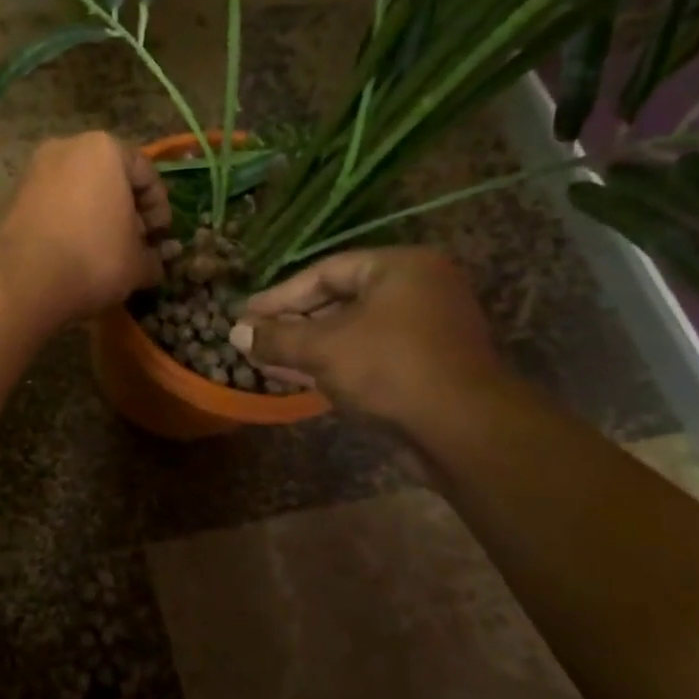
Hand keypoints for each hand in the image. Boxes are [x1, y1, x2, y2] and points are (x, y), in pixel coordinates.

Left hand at [0, 132, 171, 324]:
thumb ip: (152, 257)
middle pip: (109, 177)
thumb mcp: (138, 263)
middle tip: (134, 244)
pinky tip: (74, 253)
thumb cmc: (93, 258)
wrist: (21, 281)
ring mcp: (33, 170)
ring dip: (96, 217)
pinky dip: (68, 222)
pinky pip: (52, 205)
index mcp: (105, 148)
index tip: (161, 238)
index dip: (160, 208)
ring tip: (104, 252)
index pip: (146, 173)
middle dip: (125, 210)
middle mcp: (66, 147)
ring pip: (78, 190)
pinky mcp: (12, 196)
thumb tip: (154, 263)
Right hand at [229, 248, 503, 424]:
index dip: (280, 295)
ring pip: (353, 332)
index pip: (326, 271)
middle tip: (254, 337)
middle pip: (340, 300)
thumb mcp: (323, 348)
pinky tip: (298, 378)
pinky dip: (335, 364)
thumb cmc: (389, 369)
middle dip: (293, 323)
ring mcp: (427, 330)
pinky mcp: (427, 367)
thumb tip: (235, 332)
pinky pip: (369, 356)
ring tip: (267, 359)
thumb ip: (277, 337)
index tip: (246, 314)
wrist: (463, 430)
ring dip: (309, 347)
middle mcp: (418, 290)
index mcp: (400, 268)